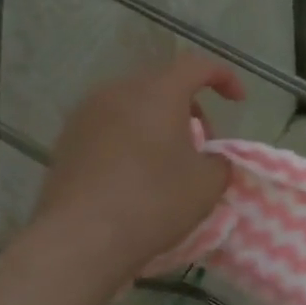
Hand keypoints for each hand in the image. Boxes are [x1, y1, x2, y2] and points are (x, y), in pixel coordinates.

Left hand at [32, 54, 244, 281]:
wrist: (81, 238)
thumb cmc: (153, 202)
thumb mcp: (207, 185)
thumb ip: (219, 163)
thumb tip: (212, 159)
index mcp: (157, 92)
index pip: (197, 66)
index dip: (223, 78)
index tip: (238, 101)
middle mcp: (118, 92)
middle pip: (162, 85)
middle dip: (190, 108)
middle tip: (202, 145)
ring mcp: (86, 114)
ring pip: (133, 106)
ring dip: (157, 124)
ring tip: (168, 162)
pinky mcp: (66, 141)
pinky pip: (109, 128)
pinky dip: (130, 140)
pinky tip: (135, 176)